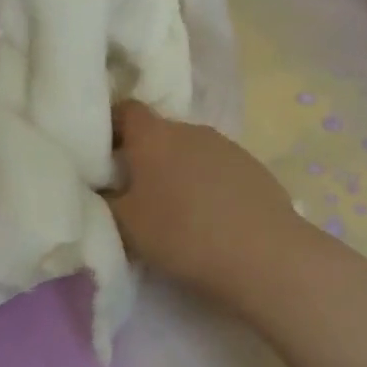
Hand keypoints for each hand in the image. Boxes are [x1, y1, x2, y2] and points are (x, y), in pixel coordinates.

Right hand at [107, 100, 312, 312]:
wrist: (264, 256)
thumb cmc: (182, 234)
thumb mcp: (126, 224)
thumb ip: (106, 199)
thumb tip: (101, 186)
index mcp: (154, 136)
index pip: (124, 110)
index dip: (111, 127)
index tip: (102, 156)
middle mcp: (190, 129)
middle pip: (159, 133)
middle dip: (144, 156)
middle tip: (134, 192)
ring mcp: (227, 146)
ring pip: (190, 151)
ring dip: (178, 171)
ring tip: (176, 211)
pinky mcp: (254, 168)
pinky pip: (218, 169)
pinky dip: (208, 185)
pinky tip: (211, 219)